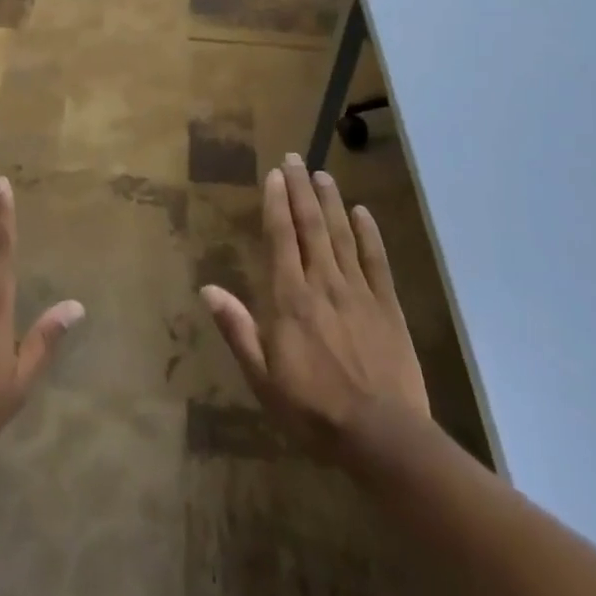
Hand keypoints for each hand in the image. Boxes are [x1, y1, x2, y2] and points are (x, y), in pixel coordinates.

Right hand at [200, 153, 429, 457]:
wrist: (382, 437)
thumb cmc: (313, 409)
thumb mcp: (262, 377)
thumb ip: (237, 329)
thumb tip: (207, 288)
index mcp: (290, 298)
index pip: (281, 238)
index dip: (276, 203)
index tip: (274, 175)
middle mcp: (323, 283)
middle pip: (310, 226)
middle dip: (301, 189)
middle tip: (295, 158)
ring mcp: (359, 292)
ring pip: (341, 235)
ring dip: (330, 201)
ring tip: (322, 173)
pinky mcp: (388, 306)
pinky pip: (377, 261)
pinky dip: (369, 233)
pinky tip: (363, 212)